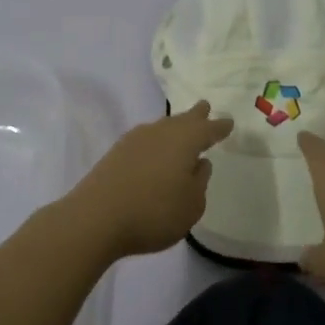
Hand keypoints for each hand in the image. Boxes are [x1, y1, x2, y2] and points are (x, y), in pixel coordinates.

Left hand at [62, 101, 233, 259]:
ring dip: (174, 127)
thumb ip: (199, 182)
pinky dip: (155, 141)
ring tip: (181, 129)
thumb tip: (199, 163)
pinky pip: (145, 139)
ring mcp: (135, 140)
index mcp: (185, 141)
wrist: (96, 218)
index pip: (208, 129)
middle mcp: (160, 133)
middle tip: (204, 107)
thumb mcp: (191, 205)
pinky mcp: (116, 153)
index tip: (228, 122)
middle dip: (196, 115)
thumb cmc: (154, 213)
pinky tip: (154, 151)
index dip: (219, 127)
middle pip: (182, 120)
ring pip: (162, 127)